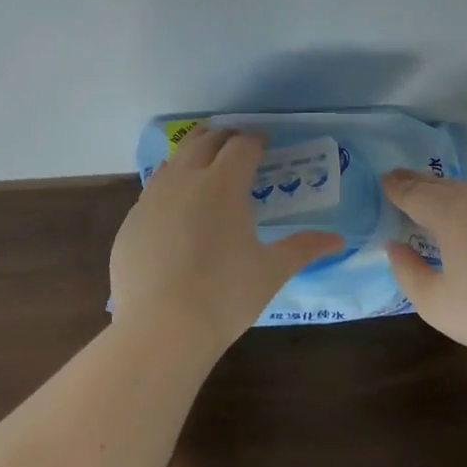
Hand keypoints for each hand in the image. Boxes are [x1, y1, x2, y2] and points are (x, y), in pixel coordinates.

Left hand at [111, 125, 344, 351]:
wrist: (160, 329)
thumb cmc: (225, 296)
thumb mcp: (271, 271)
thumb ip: (303, 248)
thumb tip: (337, 240)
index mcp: (222, 184)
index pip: (241, 146)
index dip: (255, 140)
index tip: (264, 143)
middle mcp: (184, 180)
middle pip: (203, 141)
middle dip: (222, 137)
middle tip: (237, 145)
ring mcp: (151, 200)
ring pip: (172, 162)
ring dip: (192, 156)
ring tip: (205, 168)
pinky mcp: (129, 222)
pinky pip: (152, 193)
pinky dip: (169, 189)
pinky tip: (176, 211)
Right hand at [384, 171, 466, 359]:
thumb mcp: (436, 303)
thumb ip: (407, 272)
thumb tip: (394, 247)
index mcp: (450, 212)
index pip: (413, 192)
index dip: (395, 187)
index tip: (383, 181)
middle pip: (441, 185)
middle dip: (418, 183)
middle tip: (401, 181)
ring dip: (449, 193)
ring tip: (436, 202)